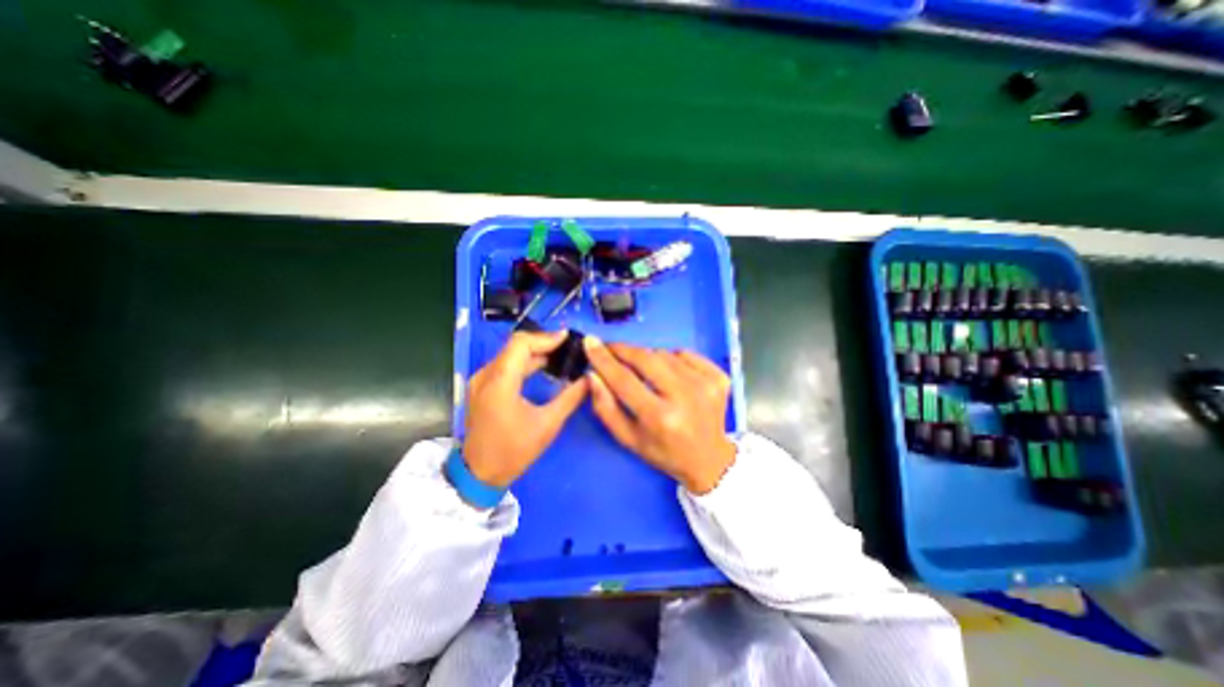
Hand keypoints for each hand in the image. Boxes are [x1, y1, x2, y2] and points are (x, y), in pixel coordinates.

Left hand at [462, 330, 590, 488]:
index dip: (546, 338)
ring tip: (560, 355)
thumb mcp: (548, 425)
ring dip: (535, 352)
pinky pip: (505, 365)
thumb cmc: (514, 451)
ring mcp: (481, 380)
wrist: (479, 474)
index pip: (521, 344)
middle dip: (543, 343)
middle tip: (568, 346)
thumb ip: (571, 397)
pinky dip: (525, 362)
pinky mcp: (482, 387)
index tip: (568, 338)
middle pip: (515, 346)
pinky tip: (542, 367)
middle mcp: (485, 374)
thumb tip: (589, 379)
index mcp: (500, 382)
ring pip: (510, 354)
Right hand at [581, 338, 734, 493]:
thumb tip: (593, 373)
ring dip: (648, 358)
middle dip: (623, 349)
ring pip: (664, 353)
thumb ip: (605, 407)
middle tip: (611, 348)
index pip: (623, 379)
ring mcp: (705, 384)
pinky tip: (671, 375)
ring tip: (645, 373)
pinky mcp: (719, 377)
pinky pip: (684, 354)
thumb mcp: (628, 438)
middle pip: (646, 358)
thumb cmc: (663, 452)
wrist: (709, 459)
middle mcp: (684, 397)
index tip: (590, 342)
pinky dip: (672, 359)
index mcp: (659, 418)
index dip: (604, 359)